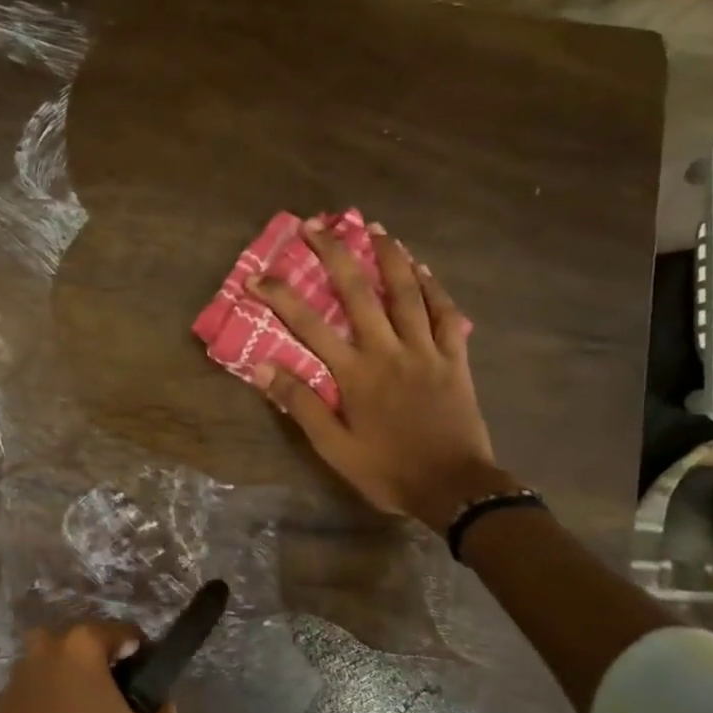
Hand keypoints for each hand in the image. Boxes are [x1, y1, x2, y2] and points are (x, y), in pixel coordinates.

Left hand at [0, 622, 178, 712]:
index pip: (126, 636)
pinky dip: (53, 711)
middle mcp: (45, 647)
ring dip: (79, 693)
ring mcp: (17, 676)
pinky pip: (40, 696)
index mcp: (81, 644)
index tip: (146, 699)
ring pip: (63, 673)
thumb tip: (156, 701)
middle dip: (109, 677)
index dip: (144, 663)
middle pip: (91, 651)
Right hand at [249, 218, 514, 529]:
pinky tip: (424, 268)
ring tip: (374, 227)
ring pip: (407, 292)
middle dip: (335, 254)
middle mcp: (389, 350)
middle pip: (359, 292)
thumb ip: (301, 403)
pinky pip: (446, 314)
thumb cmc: (388, 470)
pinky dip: (434, 287)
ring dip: (388, 256)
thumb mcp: (334, 447)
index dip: (281, 297)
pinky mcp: (455, 358)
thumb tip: (264, 366)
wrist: (455, 488)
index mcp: (356, 373)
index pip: (309, 326)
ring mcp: (426, 350)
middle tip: (317, 225)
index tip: (257, 276)